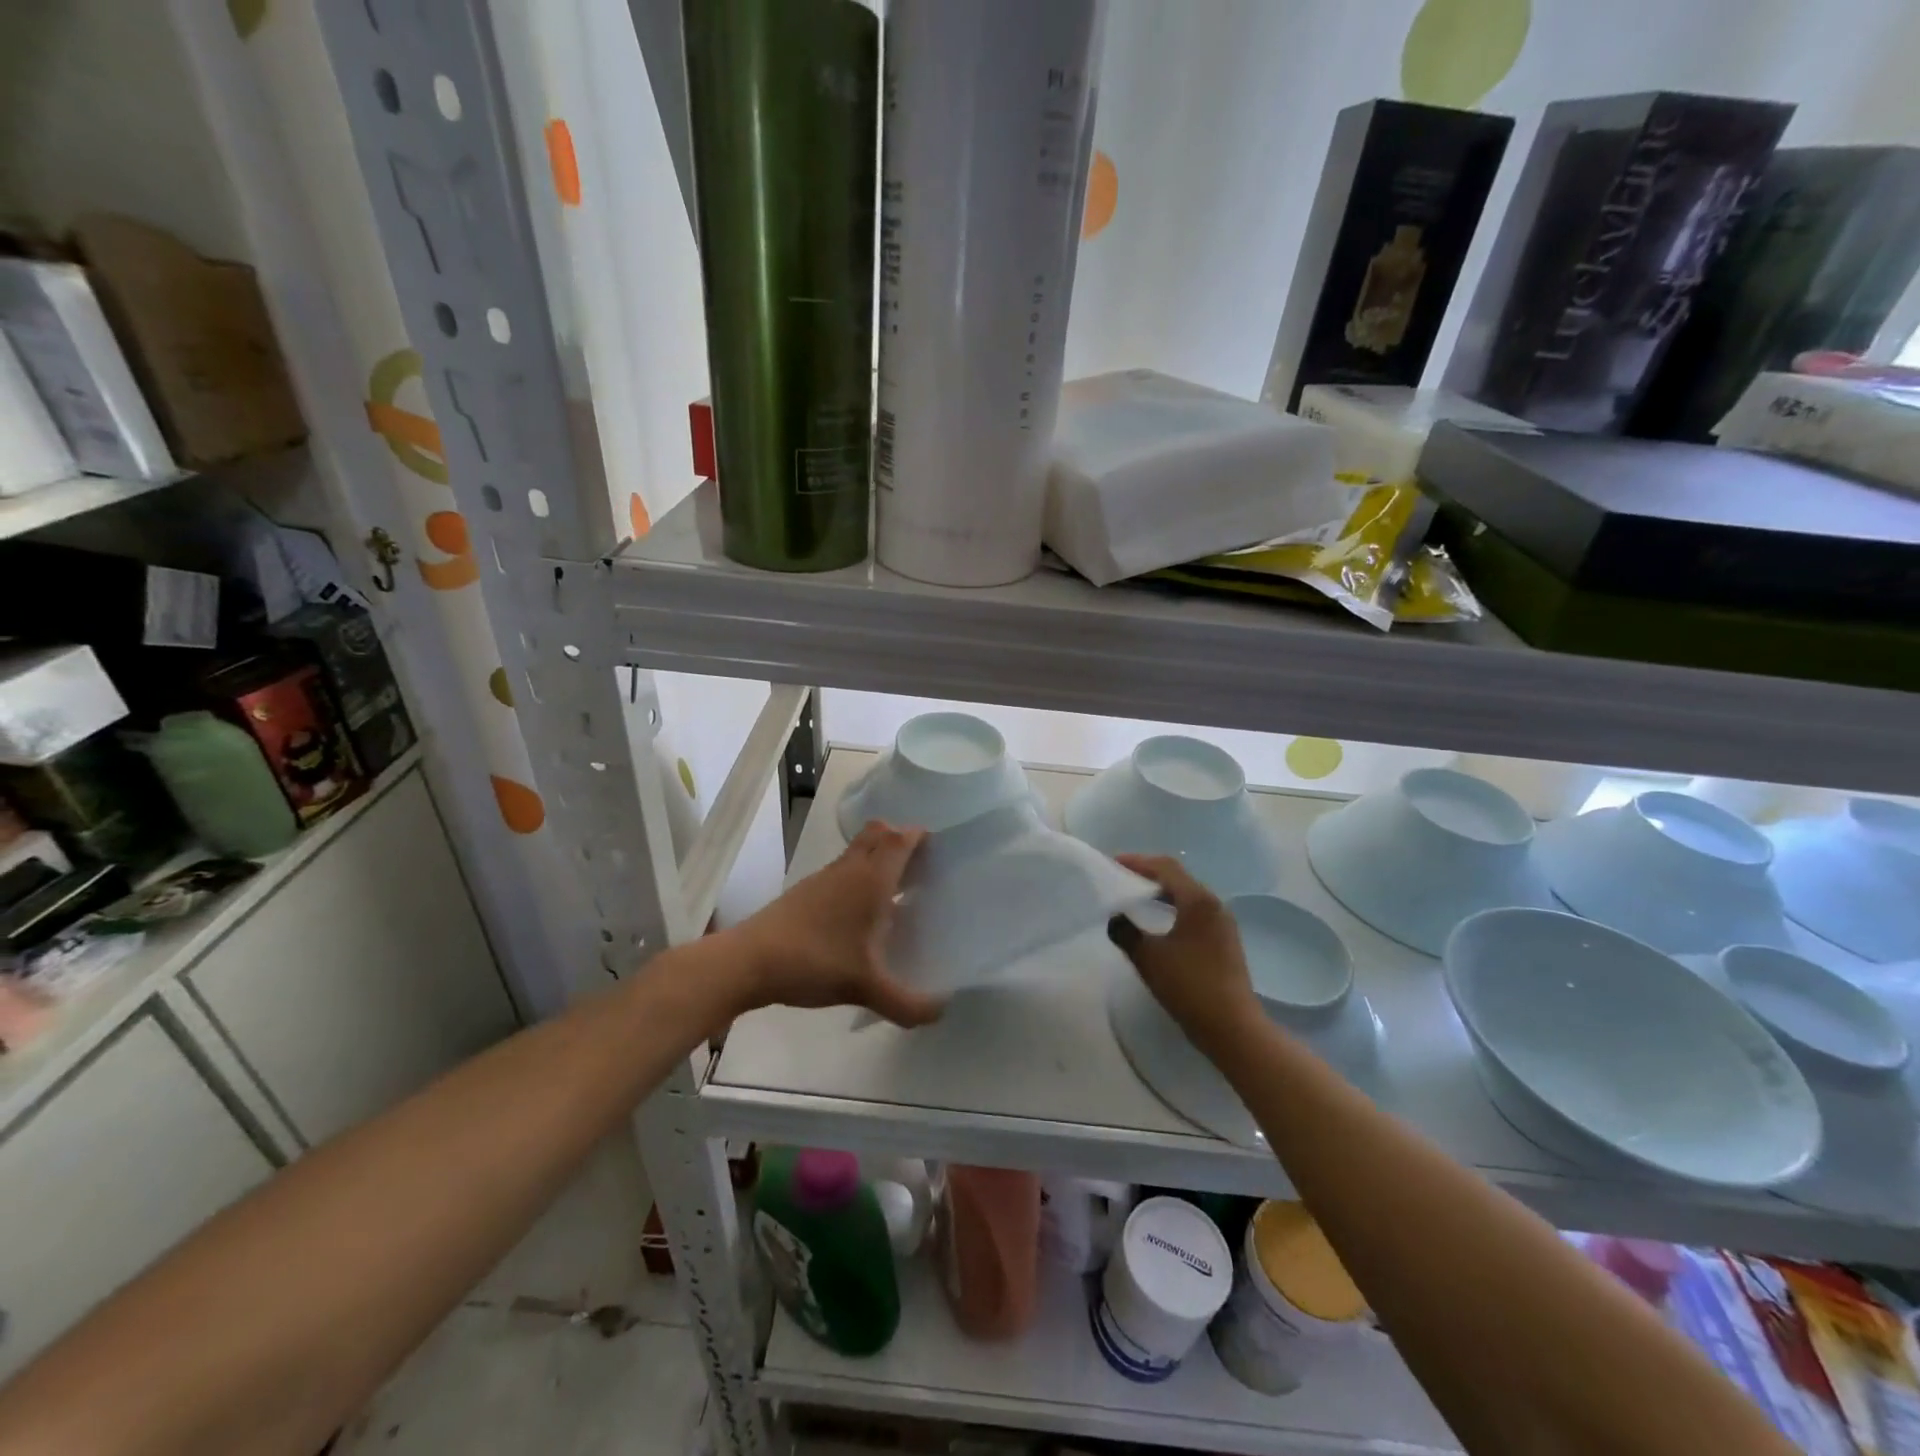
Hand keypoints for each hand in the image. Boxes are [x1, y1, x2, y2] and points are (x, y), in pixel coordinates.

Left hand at [728, 821, 944, 1028]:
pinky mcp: (806, 891)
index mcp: (871, 880)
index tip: (940, 852)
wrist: (749, 962)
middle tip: (920, 869)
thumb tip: (940, 1012)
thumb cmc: (815, 962)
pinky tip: (860, 914)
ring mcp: (825, 877)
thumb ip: (907, 1004)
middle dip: (901, 841)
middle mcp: (850, 869)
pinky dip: (858, 876)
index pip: (901, 839)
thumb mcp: (866, 989)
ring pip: (858, 850)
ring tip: (896, 892)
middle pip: (879, 833)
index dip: (921, 838)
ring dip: (878, 858)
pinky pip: (842, 869)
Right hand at [1108, 854, 1260, 1059]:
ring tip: (1135, 897)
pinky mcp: (1224, 940)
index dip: (1137, 862)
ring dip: (1161, 892)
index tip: (1112, 863)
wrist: (1232, 1027)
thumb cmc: (1189, 986)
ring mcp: (1222, 923)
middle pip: (1178, 877)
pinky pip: (1194, 912)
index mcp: (1198, 900)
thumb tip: (1115, 917)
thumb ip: (1126, 931)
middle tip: (1120, 877)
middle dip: (1148, 874)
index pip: (1165, 868)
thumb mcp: (1148, 957)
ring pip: (1187, 895)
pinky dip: (1172, 908)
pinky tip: (1157, 922)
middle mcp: (1214, 905)